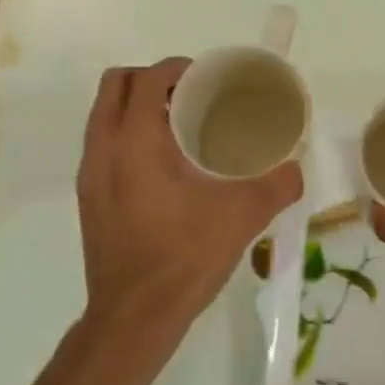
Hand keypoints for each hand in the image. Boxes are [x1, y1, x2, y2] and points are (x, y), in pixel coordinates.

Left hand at [77, 58, 303, 327]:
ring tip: (180, 129)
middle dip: (152, 81)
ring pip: (105, 117)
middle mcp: (103, 150)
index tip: (208, 78)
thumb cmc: (185, 257)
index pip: (148, 78)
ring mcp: (90, 176)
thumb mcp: (242, 216)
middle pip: (115, 86)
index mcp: (135, 141)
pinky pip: (104, 148)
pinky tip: (165, 170)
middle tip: (191, 98)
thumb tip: (295, 169)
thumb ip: (277, 185)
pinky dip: (128, 139)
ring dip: (137, 109)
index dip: (178, 68)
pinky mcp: (89, 200)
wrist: (135, 316)